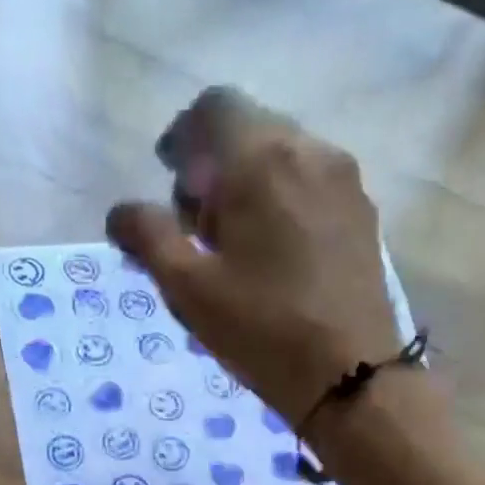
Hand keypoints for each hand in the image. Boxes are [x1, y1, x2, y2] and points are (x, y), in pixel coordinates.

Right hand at [106, 87, 403, 426]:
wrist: (350, 375)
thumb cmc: (262, 331)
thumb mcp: (190, 290)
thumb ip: (150, 239)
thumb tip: (120, 212)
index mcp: (261, 159)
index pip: (213, 109)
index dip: (183, 137)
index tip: (169, 179)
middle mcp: (309, 150)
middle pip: (251, 130)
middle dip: (215, 165)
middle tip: (197, 225)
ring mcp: (344, 181)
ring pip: (285, 156)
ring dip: (251, 183)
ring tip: (236, 245)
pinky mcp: (363, 215)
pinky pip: (312, 185)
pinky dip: (283, 200)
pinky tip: (275, 254)